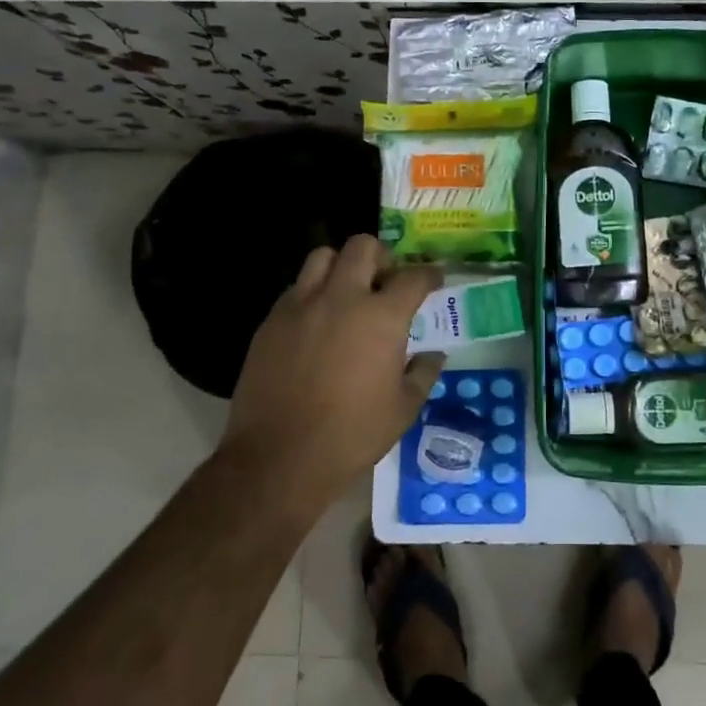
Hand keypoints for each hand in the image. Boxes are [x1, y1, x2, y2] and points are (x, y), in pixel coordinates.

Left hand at [223, 236, 443, 507]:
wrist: (280, 457)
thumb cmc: (353, 434)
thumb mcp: (403, 409)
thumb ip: (422, 373)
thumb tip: (434, 355)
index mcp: (382, 317)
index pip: (413, 278)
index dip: (429, 276)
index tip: (433, 281)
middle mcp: (342, 298)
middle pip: (363, 247)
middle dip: (382, 256)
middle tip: (386, 280)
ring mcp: (302, 306)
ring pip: (323, 256)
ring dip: (342, 266)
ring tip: (348, 291)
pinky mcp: (271, 321)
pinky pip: (296, 288)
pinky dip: (313, 292)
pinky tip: (318, 320)